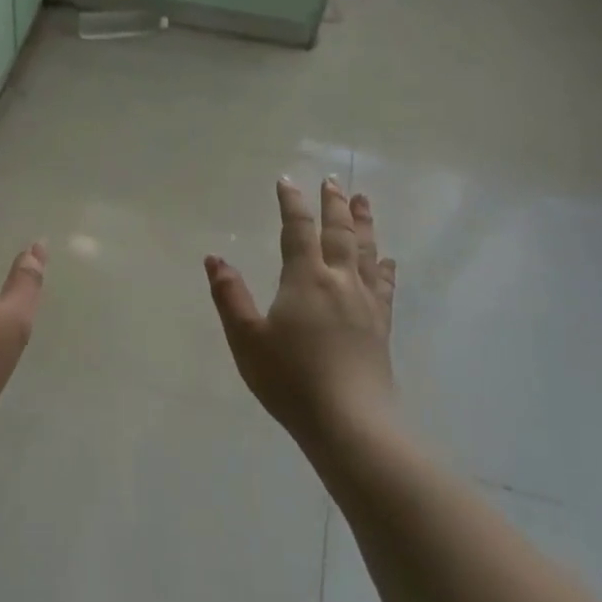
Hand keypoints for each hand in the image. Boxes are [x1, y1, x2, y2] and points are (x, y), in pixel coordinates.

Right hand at [204, 177, 397, 440]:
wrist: (349, 421)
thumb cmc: (290, 379)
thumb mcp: (246, 339)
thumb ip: (230, 296)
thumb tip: (214, 258)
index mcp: (305, 279)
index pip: (298, 230)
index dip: (292, 203)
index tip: (287, 180)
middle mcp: (339, 281)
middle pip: (339, 232)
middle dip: (333, 204)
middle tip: (332, 180)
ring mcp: (365, 303)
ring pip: (366, 251)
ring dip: (363, 223)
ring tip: (363, 200)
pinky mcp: (380, 325)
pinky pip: (383, 285)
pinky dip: (383, 266)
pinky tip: (386, 260)